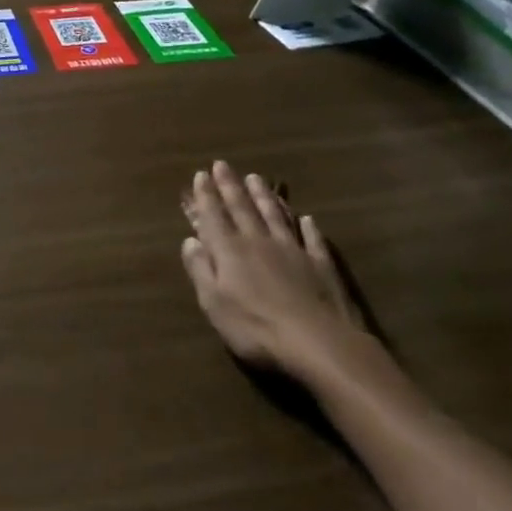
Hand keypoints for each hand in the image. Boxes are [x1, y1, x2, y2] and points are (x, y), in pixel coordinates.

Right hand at [180, 162, 366, 382]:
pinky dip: (307, 227)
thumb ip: (201, 270)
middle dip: (230, 186)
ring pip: (275, 216)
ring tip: (256, 178)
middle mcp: (259, 242)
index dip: (205, 195)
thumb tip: (190, 240)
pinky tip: (306, 218)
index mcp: (230, 251)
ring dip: (264, 196)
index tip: (201, 174)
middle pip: (242, 208)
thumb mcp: (214, 304)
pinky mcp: (321, 266)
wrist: (321, 346)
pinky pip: (312, 239)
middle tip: (223, 164)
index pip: (213, 216)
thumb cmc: (257, 329)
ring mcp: (293, 251)